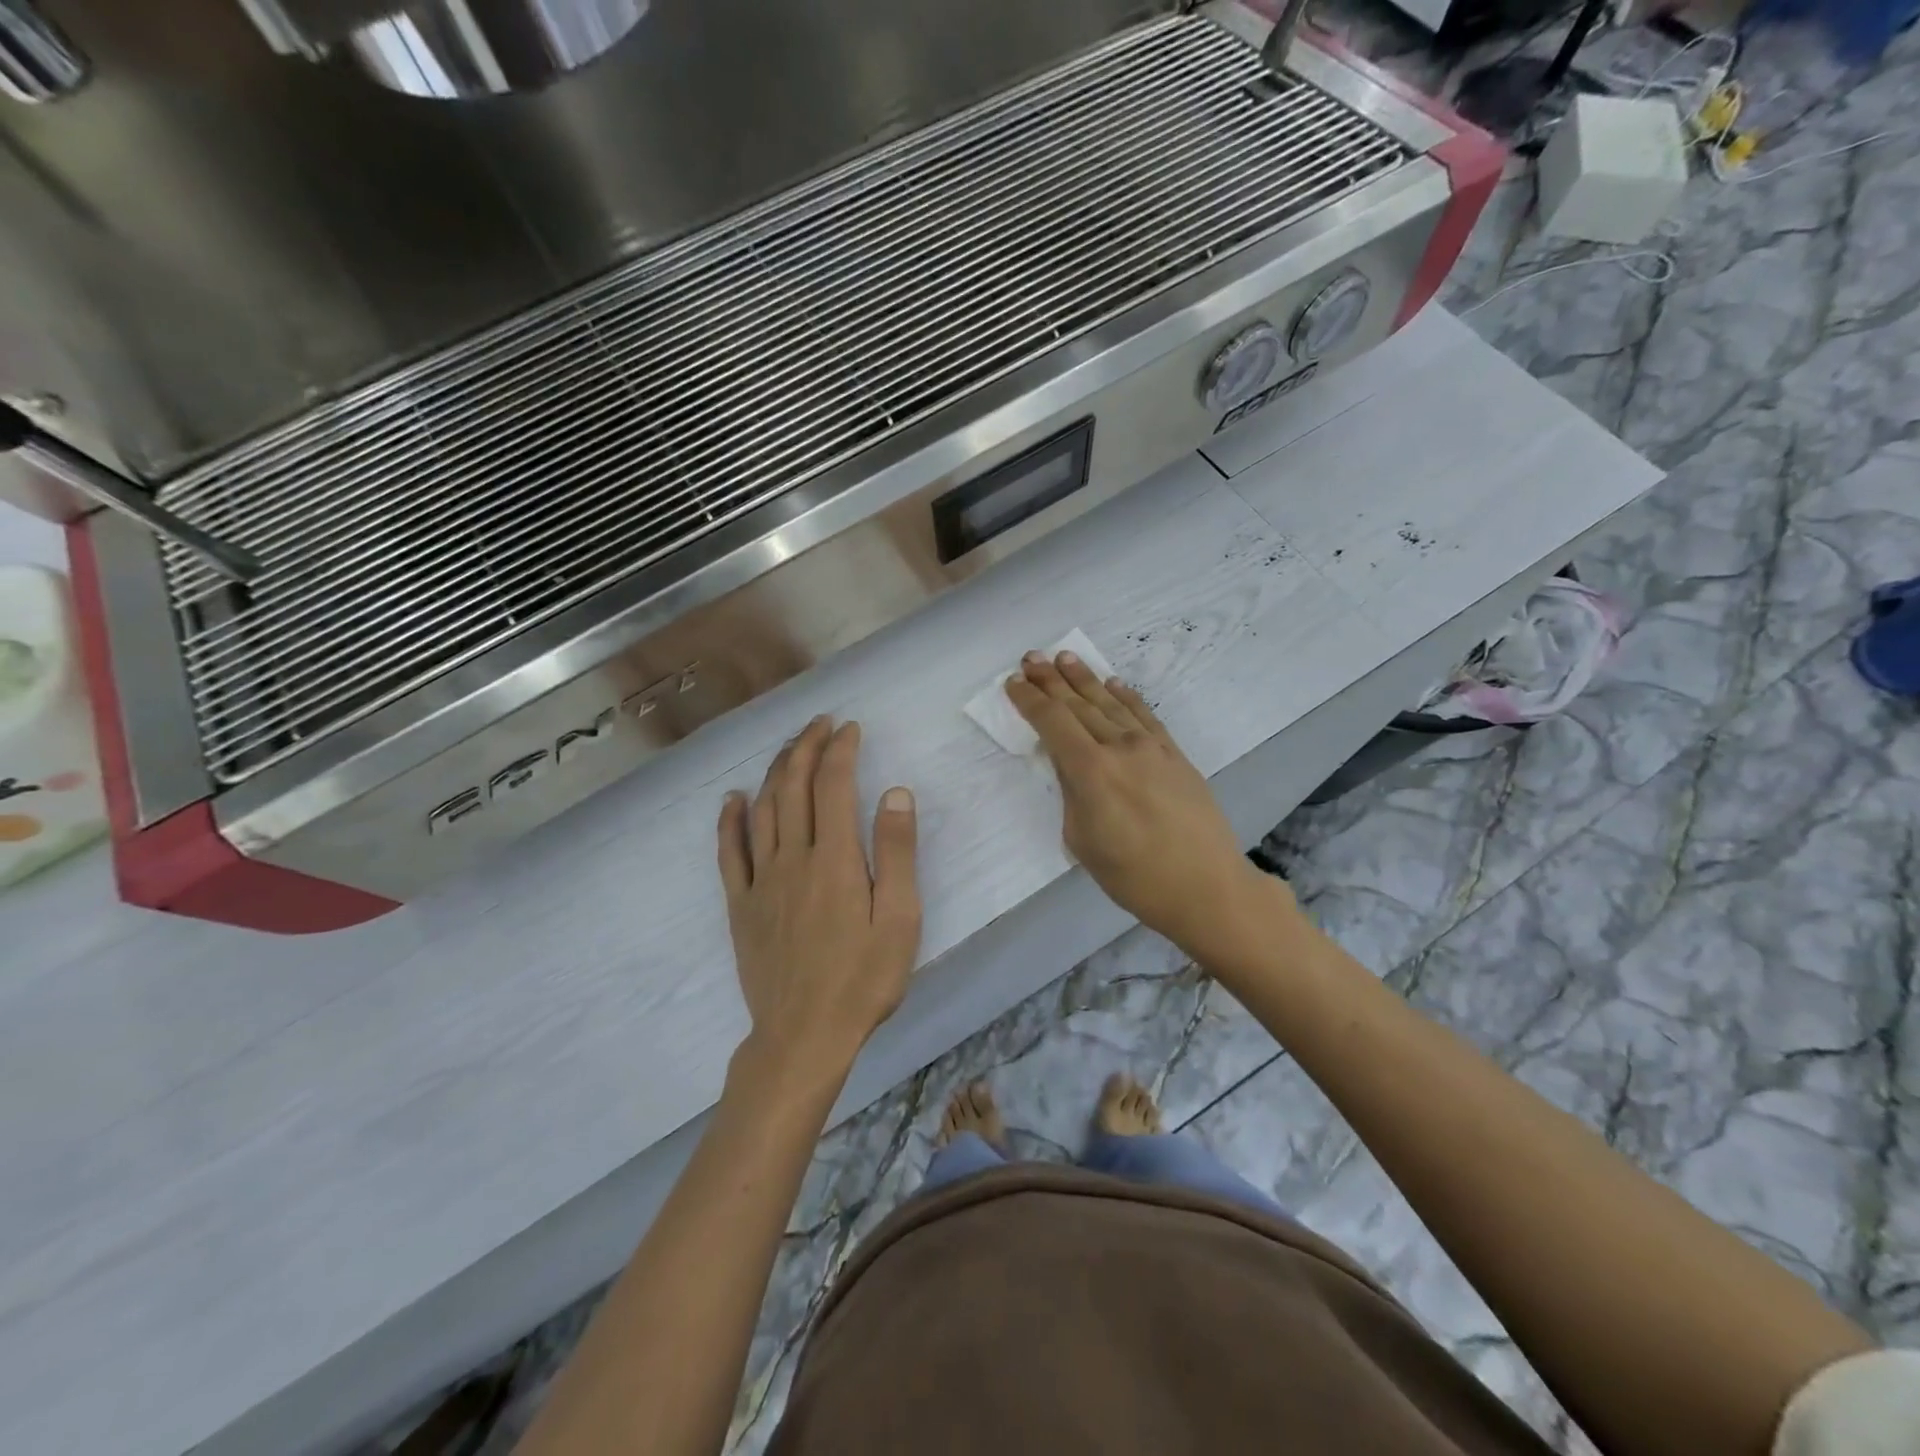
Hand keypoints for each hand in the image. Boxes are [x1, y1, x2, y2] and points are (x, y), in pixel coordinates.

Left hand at [718, 717, 921, 1082]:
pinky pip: (729, 853)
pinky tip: (734, 800)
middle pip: (793, 787)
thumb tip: (895, 793)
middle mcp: (792, 858)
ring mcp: (760, 881)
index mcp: (834, 859)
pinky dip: (730, 820)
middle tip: (819, 723)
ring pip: (762, 810)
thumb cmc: (862, 980)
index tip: (849, 728)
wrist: (803, 1036)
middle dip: (806, 747)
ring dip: (775, 772)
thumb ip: (896, 853)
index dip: (840, 750)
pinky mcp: (741, 906)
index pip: (833, 786)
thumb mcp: (900, 920)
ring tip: (788, 748)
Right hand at [1005, 651, 1290, 961]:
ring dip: (1085, 678)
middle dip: (1051, 680)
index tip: (1013, 683)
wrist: (1206, 887)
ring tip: (1064, 657)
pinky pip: (1144, 715)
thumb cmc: (1133, 876)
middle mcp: (1119, 747)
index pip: (1052, 722)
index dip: (1030, 700)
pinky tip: (1113, 683)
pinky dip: (1126, 696)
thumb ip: (1071, 793)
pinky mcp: (1175, 754)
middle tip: (1031, 657)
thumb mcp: (1082, 840)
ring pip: (1110, 703)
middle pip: (1079, 705)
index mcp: (1090, 770)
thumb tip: (1069, 764)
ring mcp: (1151, 747)